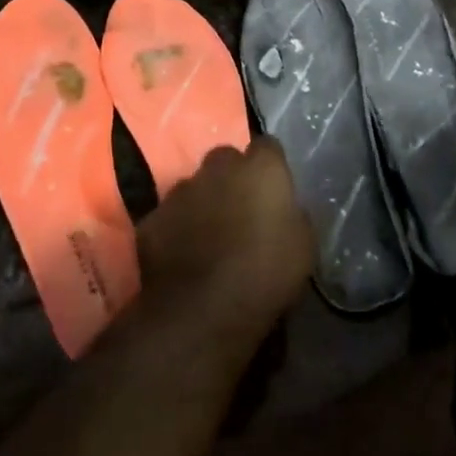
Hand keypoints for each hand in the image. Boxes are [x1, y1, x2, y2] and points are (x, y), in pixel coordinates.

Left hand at [135, 137, 315, 346]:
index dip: (270, 165)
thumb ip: (293, 214)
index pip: (268, 146)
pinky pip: (168, 216)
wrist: (203, 309)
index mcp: (261, 168)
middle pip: (226, 159)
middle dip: (232, 176)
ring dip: (202, 201)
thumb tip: (284, 209)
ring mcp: (180, 191)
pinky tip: (183, 254)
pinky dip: (175, 228)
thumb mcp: (304, 245)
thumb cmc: (266, 273)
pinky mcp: (152, 218)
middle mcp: (218, 167)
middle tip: (240, 208)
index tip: (274, 187)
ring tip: (208, 234)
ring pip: (193, 186)